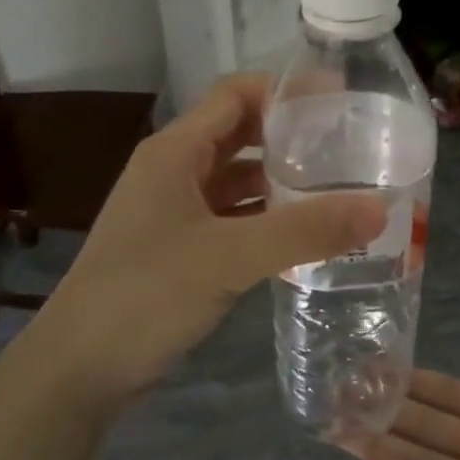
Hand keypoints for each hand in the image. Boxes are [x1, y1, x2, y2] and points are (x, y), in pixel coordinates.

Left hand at [29, 74, 384, 414]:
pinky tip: (303, 234)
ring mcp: (173, 212)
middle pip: (238, 135)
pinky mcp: (178, 249)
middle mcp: (172, 172)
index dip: (285, 90)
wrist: (79, 368)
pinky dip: (265, 219)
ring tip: (338, 186)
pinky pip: (231, 219)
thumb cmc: (145, 294)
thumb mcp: (228, 257)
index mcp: (174, 152)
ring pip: (236, 181)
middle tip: (348, 144)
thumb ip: (304, 231)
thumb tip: (380, 208)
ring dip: (280, 180)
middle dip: (289, 135)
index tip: (340, 99)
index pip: (235, 96)